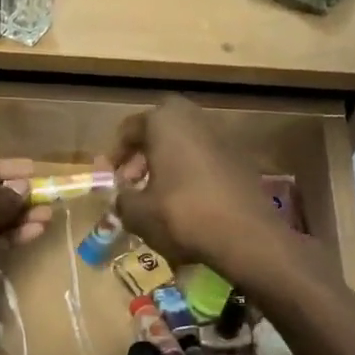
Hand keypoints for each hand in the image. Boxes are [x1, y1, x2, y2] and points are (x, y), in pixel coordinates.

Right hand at [104, 97, 283, 271]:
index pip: (130, 128)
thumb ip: (121, 200)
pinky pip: (204, 159)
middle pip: (160, 129)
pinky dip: (190, 173)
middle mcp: (195, 119)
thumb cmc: (182, 215)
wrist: (245, 236)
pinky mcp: (241, 159)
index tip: (109, 177)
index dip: (115, 154)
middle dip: (144, 152)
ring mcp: (223, 137)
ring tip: (156, 194)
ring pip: (184, 143)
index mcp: (165, 122)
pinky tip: (185, 202)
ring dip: (167, 163)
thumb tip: (121, 198)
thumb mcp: (138, 213)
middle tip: (133, 179)